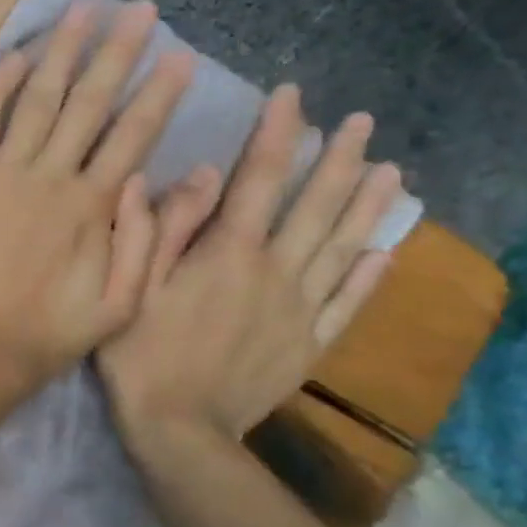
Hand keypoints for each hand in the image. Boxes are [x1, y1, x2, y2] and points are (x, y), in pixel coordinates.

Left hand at [0, 0, 195, 396]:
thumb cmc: (52, 331)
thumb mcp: (122, 303)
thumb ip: (146, 240)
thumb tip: (163, 177)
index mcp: (93, 205)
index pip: (134, 134)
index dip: (160, 93)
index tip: (181, 56)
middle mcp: (50, 176)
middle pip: (89, 103)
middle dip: (118, 53)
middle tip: (140, 11)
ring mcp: (2, 174)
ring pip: (37, 100)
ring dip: (61, 53)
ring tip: (82, 11)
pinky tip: (15, 56)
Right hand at [98, 84, 402, 443]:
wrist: (179, 430)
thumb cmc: (140, 353)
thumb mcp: (133, 284)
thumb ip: (165, 227)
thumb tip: (201, 173)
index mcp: (227, 253)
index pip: (259, 179)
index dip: (277, 134)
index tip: (294, 96)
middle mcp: (273, 272)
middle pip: (313, 207)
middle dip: (337, 160)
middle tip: (362, 122)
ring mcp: (298, 310)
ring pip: (341, 248)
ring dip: (366, 207)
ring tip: (393, 173)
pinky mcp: (308, 345)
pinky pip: (347, 304)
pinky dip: (368, 276)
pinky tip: (386, 252)